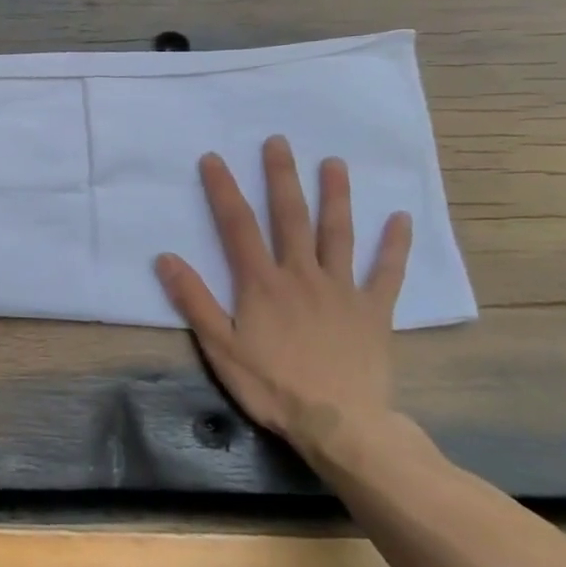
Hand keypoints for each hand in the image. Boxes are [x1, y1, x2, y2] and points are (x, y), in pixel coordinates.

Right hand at [154, 136, 410, 461]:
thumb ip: (194, 301)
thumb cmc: (273, 386)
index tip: (214, 158)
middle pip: (290, 217)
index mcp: (261, 283)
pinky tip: (400, 218)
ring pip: (338, 233)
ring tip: (335, 163)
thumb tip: (165, 258)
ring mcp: (341, 290)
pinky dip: (394, 245)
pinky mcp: (373, 310)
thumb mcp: (220, 348)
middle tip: (279, 141)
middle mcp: (302, 274)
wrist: (340, 424)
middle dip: (282, 177)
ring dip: (336, 196)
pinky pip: (387, 272)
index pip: (238, 225)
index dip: (224, 189)